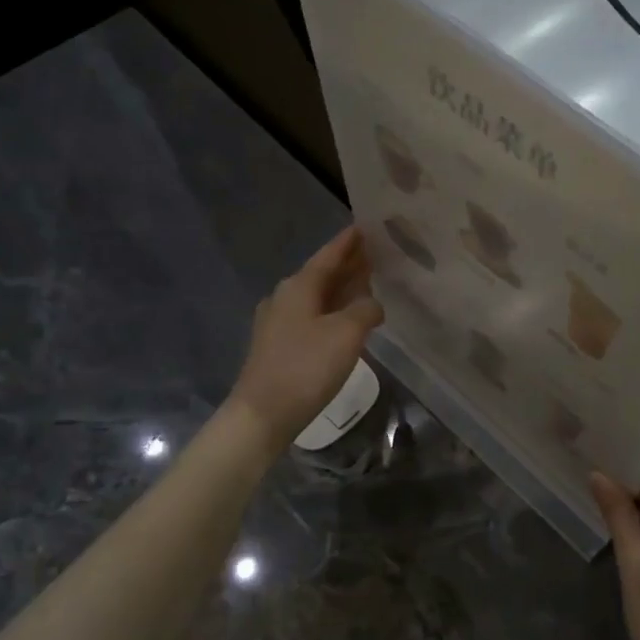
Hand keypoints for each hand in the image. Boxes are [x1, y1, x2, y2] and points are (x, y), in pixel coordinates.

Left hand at [227, 226, 384, 452]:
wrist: (263, 414)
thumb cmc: (306, 367)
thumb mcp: (347, 334)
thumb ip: (366, 310)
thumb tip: (373, 304)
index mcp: (299, 286)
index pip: (329, 255)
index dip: (349, 241)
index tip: (367, 225)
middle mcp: (285, 297)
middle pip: (322, 274)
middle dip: (349, 265)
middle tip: (376, 254)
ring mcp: (278, 322)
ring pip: (317, 296)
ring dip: (342, 289)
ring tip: (368, 284)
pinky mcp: (279, 345)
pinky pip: (312, 316)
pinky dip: (333, 310)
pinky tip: (347, 320)